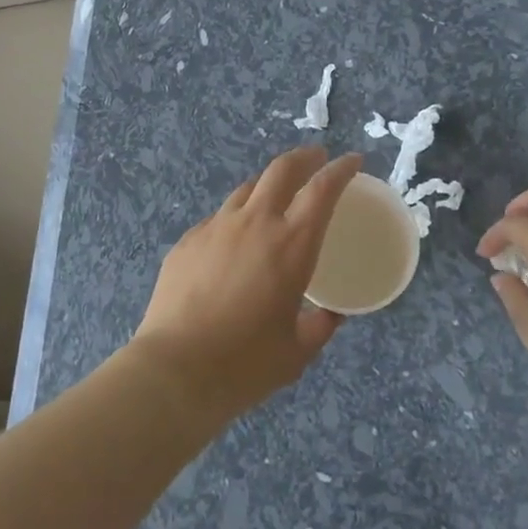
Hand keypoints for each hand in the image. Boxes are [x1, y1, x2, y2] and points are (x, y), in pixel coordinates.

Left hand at [132, 147, 361, 422]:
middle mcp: (255, 222)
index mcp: (291, 244)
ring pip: (246, 188)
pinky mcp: (187, 241)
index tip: (352, 161)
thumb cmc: (246, 364)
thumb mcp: (297, 351)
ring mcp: (216, 227)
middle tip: (316, 158)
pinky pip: (218, 218)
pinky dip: (236, 218)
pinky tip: (234, 241)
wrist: (175, 370)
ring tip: (275, 196)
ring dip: (268, 184)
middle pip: (282, 169)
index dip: (340, 169)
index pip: (322, 189)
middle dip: (304, 157)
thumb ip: (320, 326)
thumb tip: (330, 315)